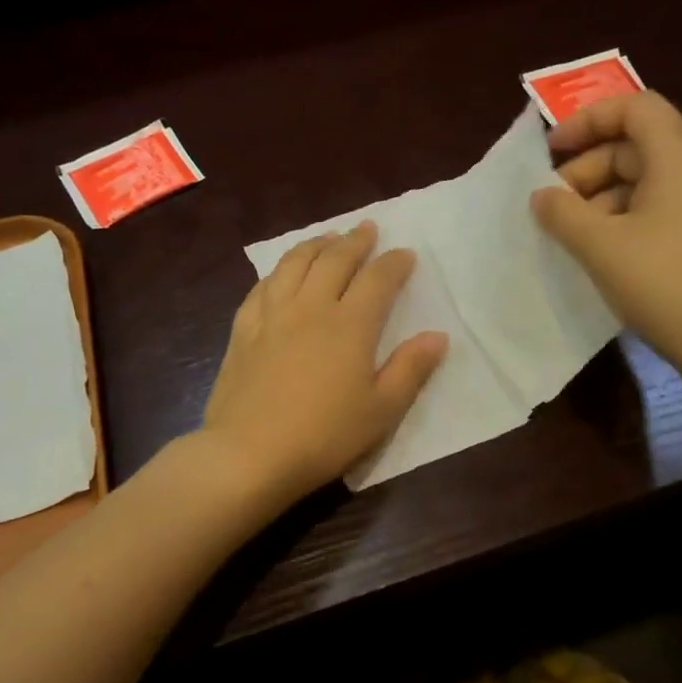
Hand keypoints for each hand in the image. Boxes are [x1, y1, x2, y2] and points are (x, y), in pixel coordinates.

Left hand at [202, 222, 447, 505]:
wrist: (249, 454)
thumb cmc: (324, 436)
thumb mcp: (381, 411)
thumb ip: (411, 369)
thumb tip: (438, 336)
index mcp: (350, 325)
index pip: (378, 279)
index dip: (394, 263)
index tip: (405, 254)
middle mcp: (311, 307)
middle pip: (334, 260)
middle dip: (354, 241)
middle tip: (366, 228)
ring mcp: (272, 315)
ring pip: (294, 264)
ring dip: (315, 245)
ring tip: (327, 239)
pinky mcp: (243, 330)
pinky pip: (262, 287)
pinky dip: (278, 271)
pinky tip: (281, 274)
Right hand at [530, 91, 681, 380]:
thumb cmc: (665, 283)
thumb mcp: (600, 246)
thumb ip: (563, 213)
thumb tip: (542, 195)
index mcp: (679, 157)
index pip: (634, 107)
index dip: (588, 119)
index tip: (551, 152)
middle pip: (636, 145)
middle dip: (587, 167)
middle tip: (553, 205)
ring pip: (644, 181)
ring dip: (600, 199)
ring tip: (570, 235)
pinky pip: (657, 210)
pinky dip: (622, 220)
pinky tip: (600, 254)